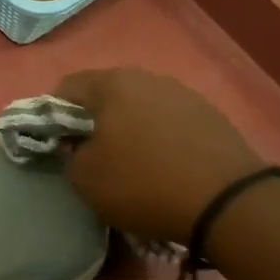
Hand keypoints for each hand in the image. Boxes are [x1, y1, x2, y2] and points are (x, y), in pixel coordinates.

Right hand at [54, 69, 263, 243]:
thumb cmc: (143, 183)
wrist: (227, 201)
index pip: (66, 88)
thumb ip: (68, 156)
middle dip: (93, 122)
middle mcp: (148, 78)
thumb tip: (76, 146)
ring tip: (129, 163)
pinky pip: (169, 122)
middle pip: (106, 94)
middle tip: (89, 155)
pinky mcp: (210, 116)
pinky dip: (158, 138)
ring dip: (128, 129)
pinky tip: (163, 166)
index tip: (55, 145)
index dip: (52, 116)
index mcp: (112, 84)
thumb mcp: (85, 179)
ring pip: (140, 107)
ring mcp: (183, 94)